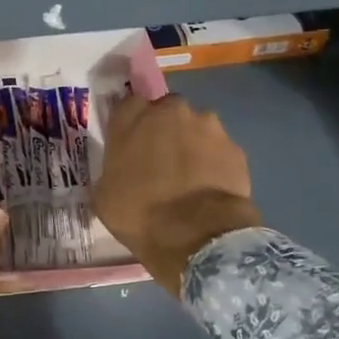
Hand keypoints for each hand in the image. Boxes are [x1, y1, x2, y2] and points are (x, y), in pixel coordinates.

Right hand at [94, 93, 260, 296]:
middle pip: (166, 111)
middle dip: (165, 128)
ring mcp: (207, 126)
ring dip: (192, 143)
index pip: (128, 104)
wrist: (195, 234)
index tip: (132, 143)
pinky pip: (219, 149)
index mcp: (131, 118)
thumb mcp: (103, 196)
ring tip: (190, 176)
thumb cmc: (139, 214)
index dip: (131, 123)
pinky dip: (214, 162)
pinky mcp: (234, 147)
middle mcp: (170, 111)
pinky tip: (210, 187)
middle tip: (161, 160)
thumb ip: (111, 171)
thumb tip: (119, 173)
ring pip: (197, 127)